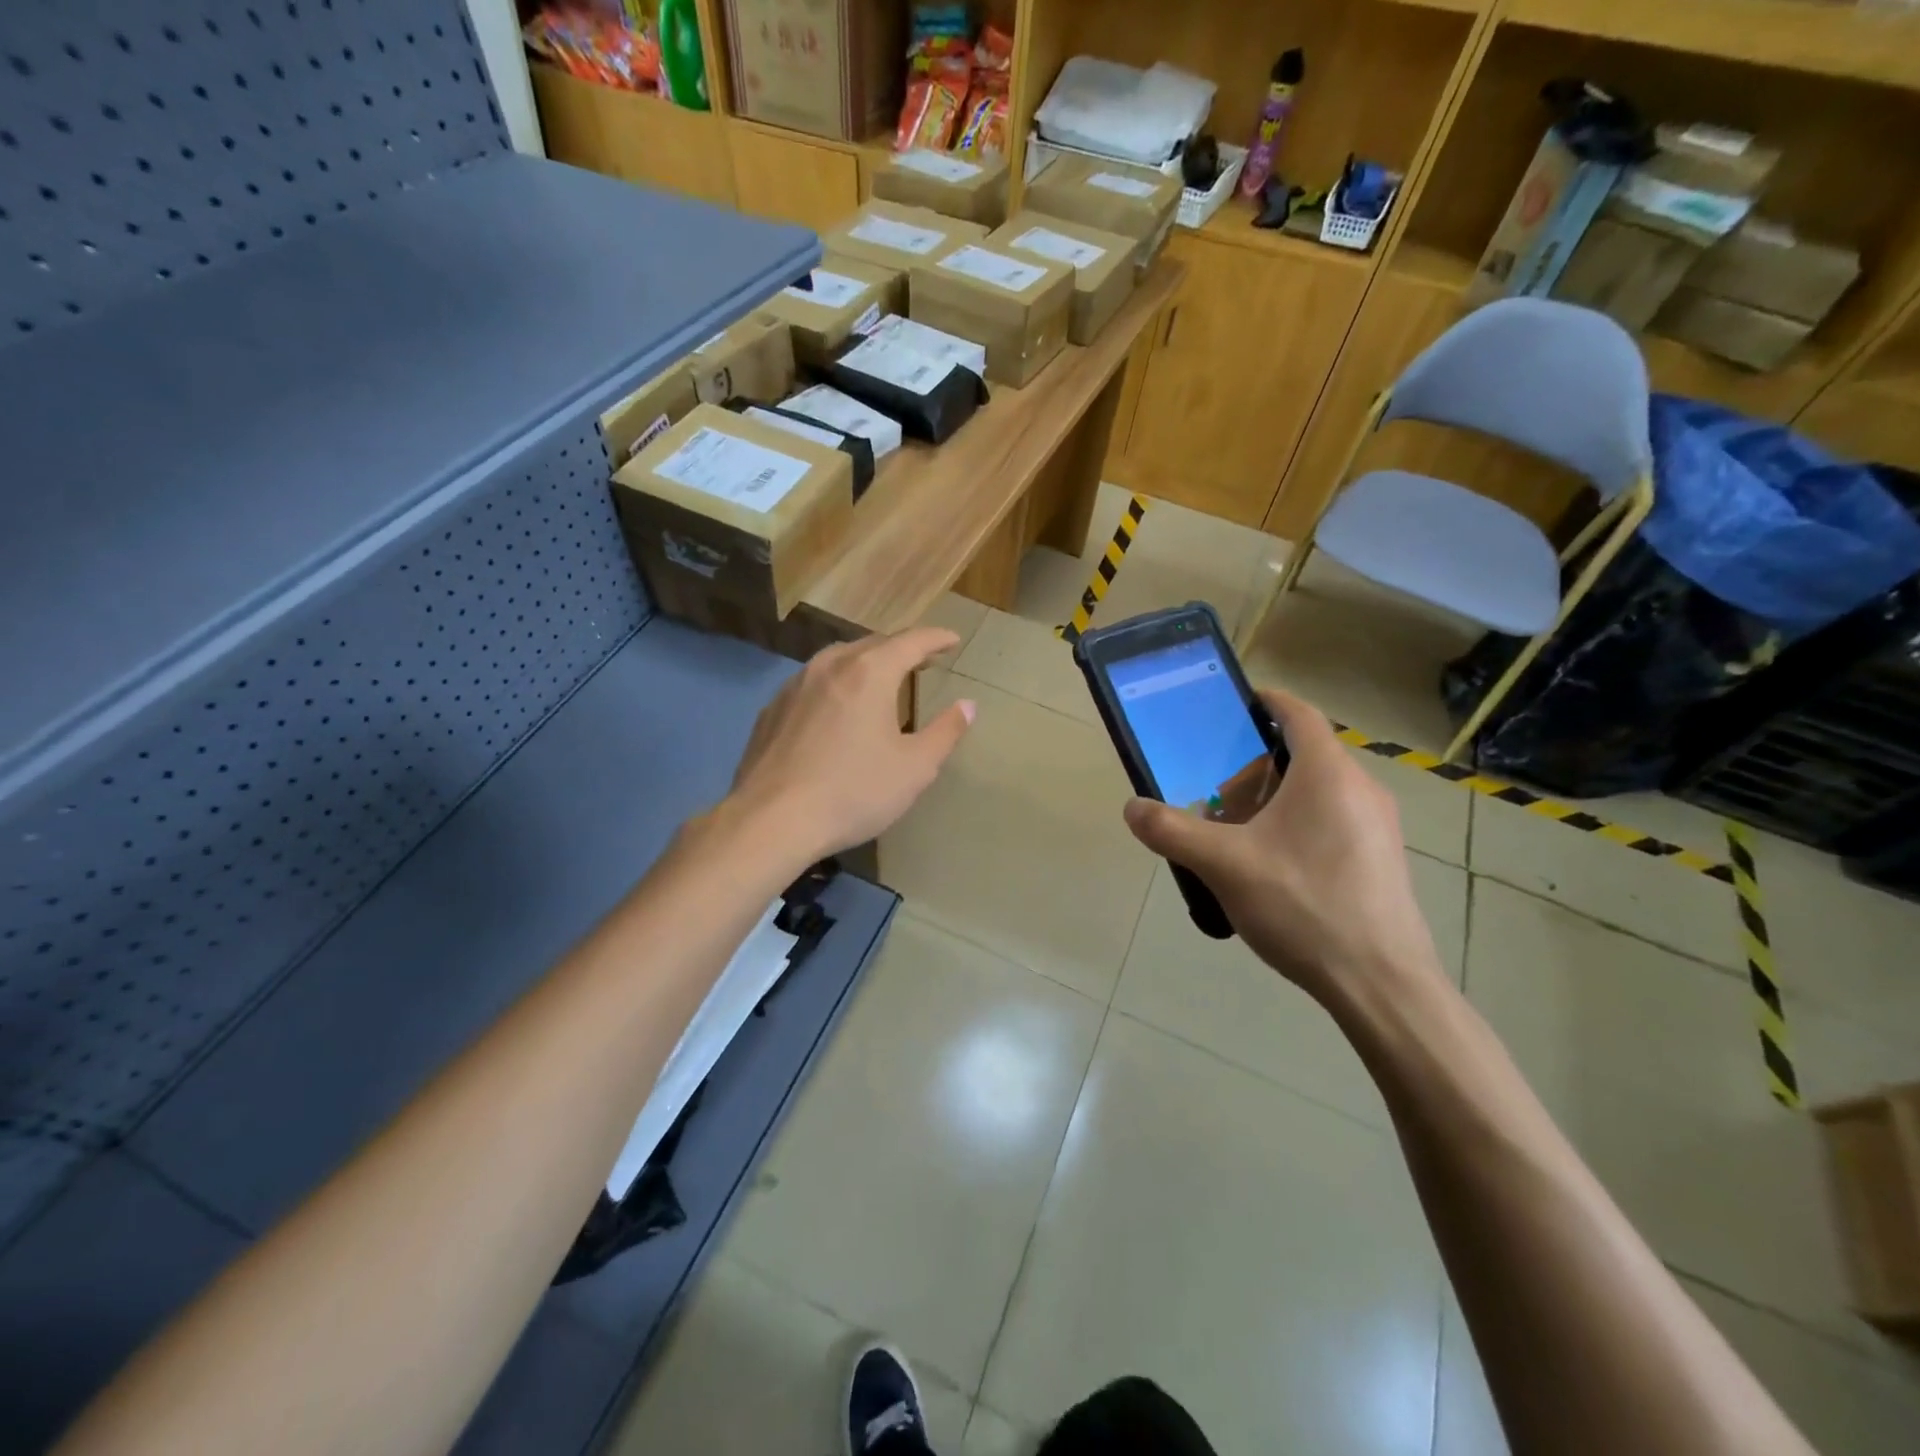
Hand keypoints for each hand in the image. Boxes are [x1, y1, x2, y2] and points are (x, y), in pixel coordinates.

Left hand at [726, 627, 974, 863]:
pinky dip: (835, 685)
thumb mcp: (914, 768)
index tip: (953, 639)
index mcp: (869, 672)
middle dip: (902, 649)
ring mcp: (794, 685)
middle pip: (873, 644)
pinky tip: (836, 710)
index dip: (936, 638)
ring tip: (881, 680)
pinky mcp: (771, 710)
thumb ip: (945, 732)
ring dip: (865, 664)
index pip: (911, 641)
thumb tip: (967, 706)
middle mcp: (830, 666)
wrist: (771, 821)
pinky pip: (812, 684)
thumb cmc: (853, 791)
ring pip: (838, 660)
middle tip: (923, 661)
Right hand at [1121, 688, 1445, 1007]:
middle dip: (1254, 767)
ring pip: (1318, 791)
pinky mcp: (1382, 858)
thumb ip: (1172, 831)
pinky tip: (1271, 868)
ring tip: (1236, 834)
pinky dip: (1297, 824)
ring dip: (1274, 799)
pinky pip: (1334, 820)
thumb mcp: (1224, 865)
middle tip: (1216, 794)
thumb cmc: (1303, 905)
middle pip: (1303, 755)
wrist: (1382, 983)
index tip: (1232, 706)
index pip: (1298, 713)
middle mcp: (1361, 788)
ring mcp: (1378, 826)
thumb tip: (1132, 808)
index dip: (1265, 702)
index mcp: (1328, 773)